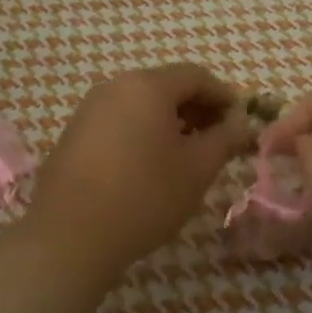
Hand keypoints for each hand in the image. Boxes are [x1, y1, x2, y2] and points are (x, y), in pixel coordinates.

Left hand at [25, 64, 252, 274]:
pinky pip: (119, 121)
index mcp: (148, 86)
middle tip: (217, 141)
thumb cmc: (144, 195)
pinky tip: (149, 166)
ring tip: (186, 156)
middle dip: (197, 109)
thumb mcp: (197, 169)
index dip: (223, 96)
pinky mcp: (74, 134)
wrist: (69, 236)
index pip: (196, 76)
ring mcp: (90, 109)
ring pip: (141, 104)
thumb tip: (242, 125)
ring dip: (170, 122)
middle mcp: (116, 86)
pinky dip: (142, 132)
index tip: (240, 123)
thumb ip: (225, 140)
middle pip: (167, 86)